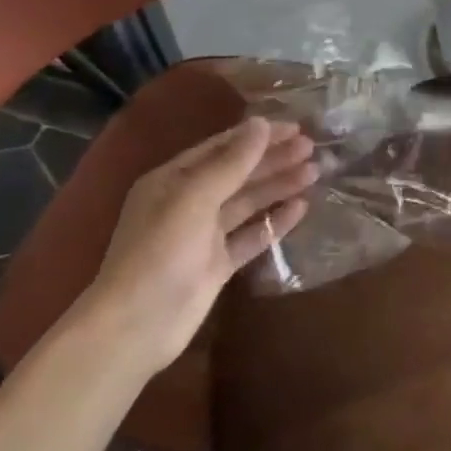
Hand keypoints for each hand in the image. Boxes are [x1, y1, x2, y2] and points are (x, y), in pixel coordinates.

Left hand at [81, 117, 317, 371]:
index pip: (222, 148)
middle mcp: (188, 203)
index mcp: (172, 181)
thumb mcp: (194, 199)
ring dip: (279, 186)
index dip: (258, 136)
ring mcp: (203, 235)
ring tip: (314, 172)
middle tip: (311, 147)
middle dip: (273, 159)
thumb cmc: (160, 253)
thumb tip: (262, 123)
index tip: (295, 127)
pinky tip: (301, 208)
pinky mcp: (218, 264)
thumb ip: (232, 162)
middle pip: (238, 173)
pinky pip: (252, 235)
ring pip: (248, 202)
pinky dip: (275, 221)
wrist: (136, 327)